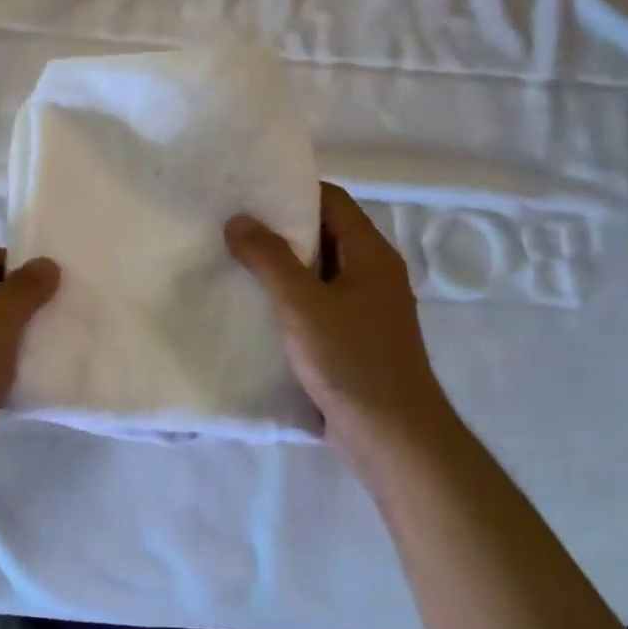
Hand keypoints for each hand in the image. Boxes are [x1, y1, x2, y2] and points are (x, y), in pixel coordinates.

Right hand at [226, 183, 462, 458]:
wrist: (394, 436)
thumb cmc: (350, 361)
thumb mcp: (301, 304)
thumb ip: (268, 258)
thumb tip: (238, 219)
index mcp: (371, 253)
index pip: (331, 200)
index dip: (291, 191)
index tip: (248, 193)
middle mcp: (375, 272)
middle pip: (326, 233)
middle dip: (281, 228)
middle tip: (233, 227)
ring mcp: (370, 306)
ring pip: (322, 270)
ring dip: (285, 265)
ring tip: (238, 262)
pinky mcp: (359, 337)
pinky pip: (322, 302)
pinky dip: (294, 297)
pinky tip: (261, 308)